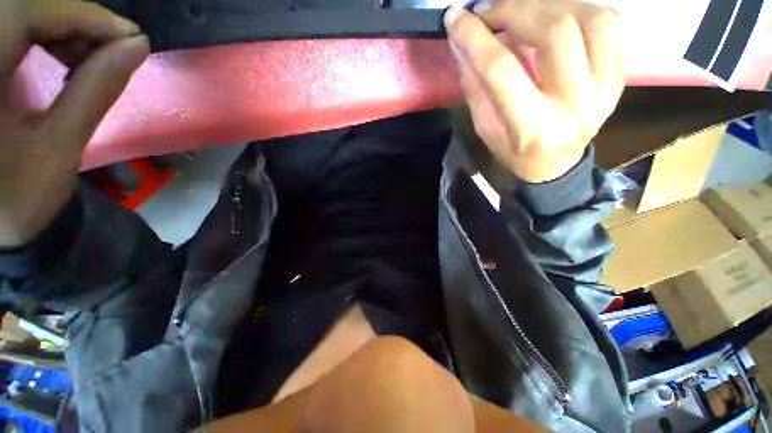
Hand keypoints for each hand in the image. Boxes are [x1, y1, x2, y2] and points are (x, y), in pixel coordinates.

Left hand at [0, 0, 148, 247]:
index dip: (81, 15)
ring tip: (89, 55)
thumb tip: (137, 48)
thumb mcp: (60, 146)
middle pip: (21, 8)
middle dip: (73, 20)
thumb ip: (95, 90)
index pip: (26, 14)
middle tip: (111, 47)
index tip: (129, 35)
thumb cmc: (22, 196)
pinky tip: (63, 55)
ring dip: (61, 26)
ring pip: (18, 13)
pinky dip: (44, 33)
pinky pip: (11, 28)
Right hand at [445, 0, 623, 182]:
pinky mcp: (618, 75)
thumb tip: (463, 44)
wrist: (555, 165)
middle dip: (514, 10)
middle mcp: (574, 104)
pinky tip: (553, 17)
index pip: (502, 71)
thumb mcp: (485, 129)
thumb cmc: (514, 152)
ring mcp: (605, 87)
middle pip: (554, 33)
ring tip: (520, 11)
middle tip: (489, 11)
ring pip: (589, 17)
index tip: (456, 18)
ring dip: (547, 4)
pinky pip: (607, 22)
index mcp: (531, 126)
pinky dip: (577, 8)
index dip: (477, 38)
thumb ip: (476, 87)